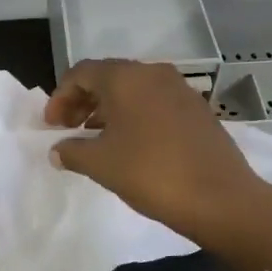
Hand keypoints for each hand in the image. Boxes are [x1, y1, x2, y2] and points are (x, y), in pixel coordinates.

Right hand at [44, 59, 271, 270]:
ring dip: (108, 110)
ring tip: (95, 139)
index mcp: (126, 77)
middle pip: (108, 77)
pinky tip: (130, 145)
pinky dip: (134, 117)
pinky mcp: (197, 110)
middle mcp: (153, 73)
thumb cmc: (151, 173)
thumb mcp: (101, 164)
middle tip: (68, 129)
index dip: (60, 97)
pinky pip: (155, 104)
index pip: (81, 73)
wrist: (220, 197)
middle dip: (83, 101)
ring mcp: (180, 90)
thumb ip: (72, 151)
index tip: (51, 126)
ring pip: (133, 91)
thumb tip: (58, 150)